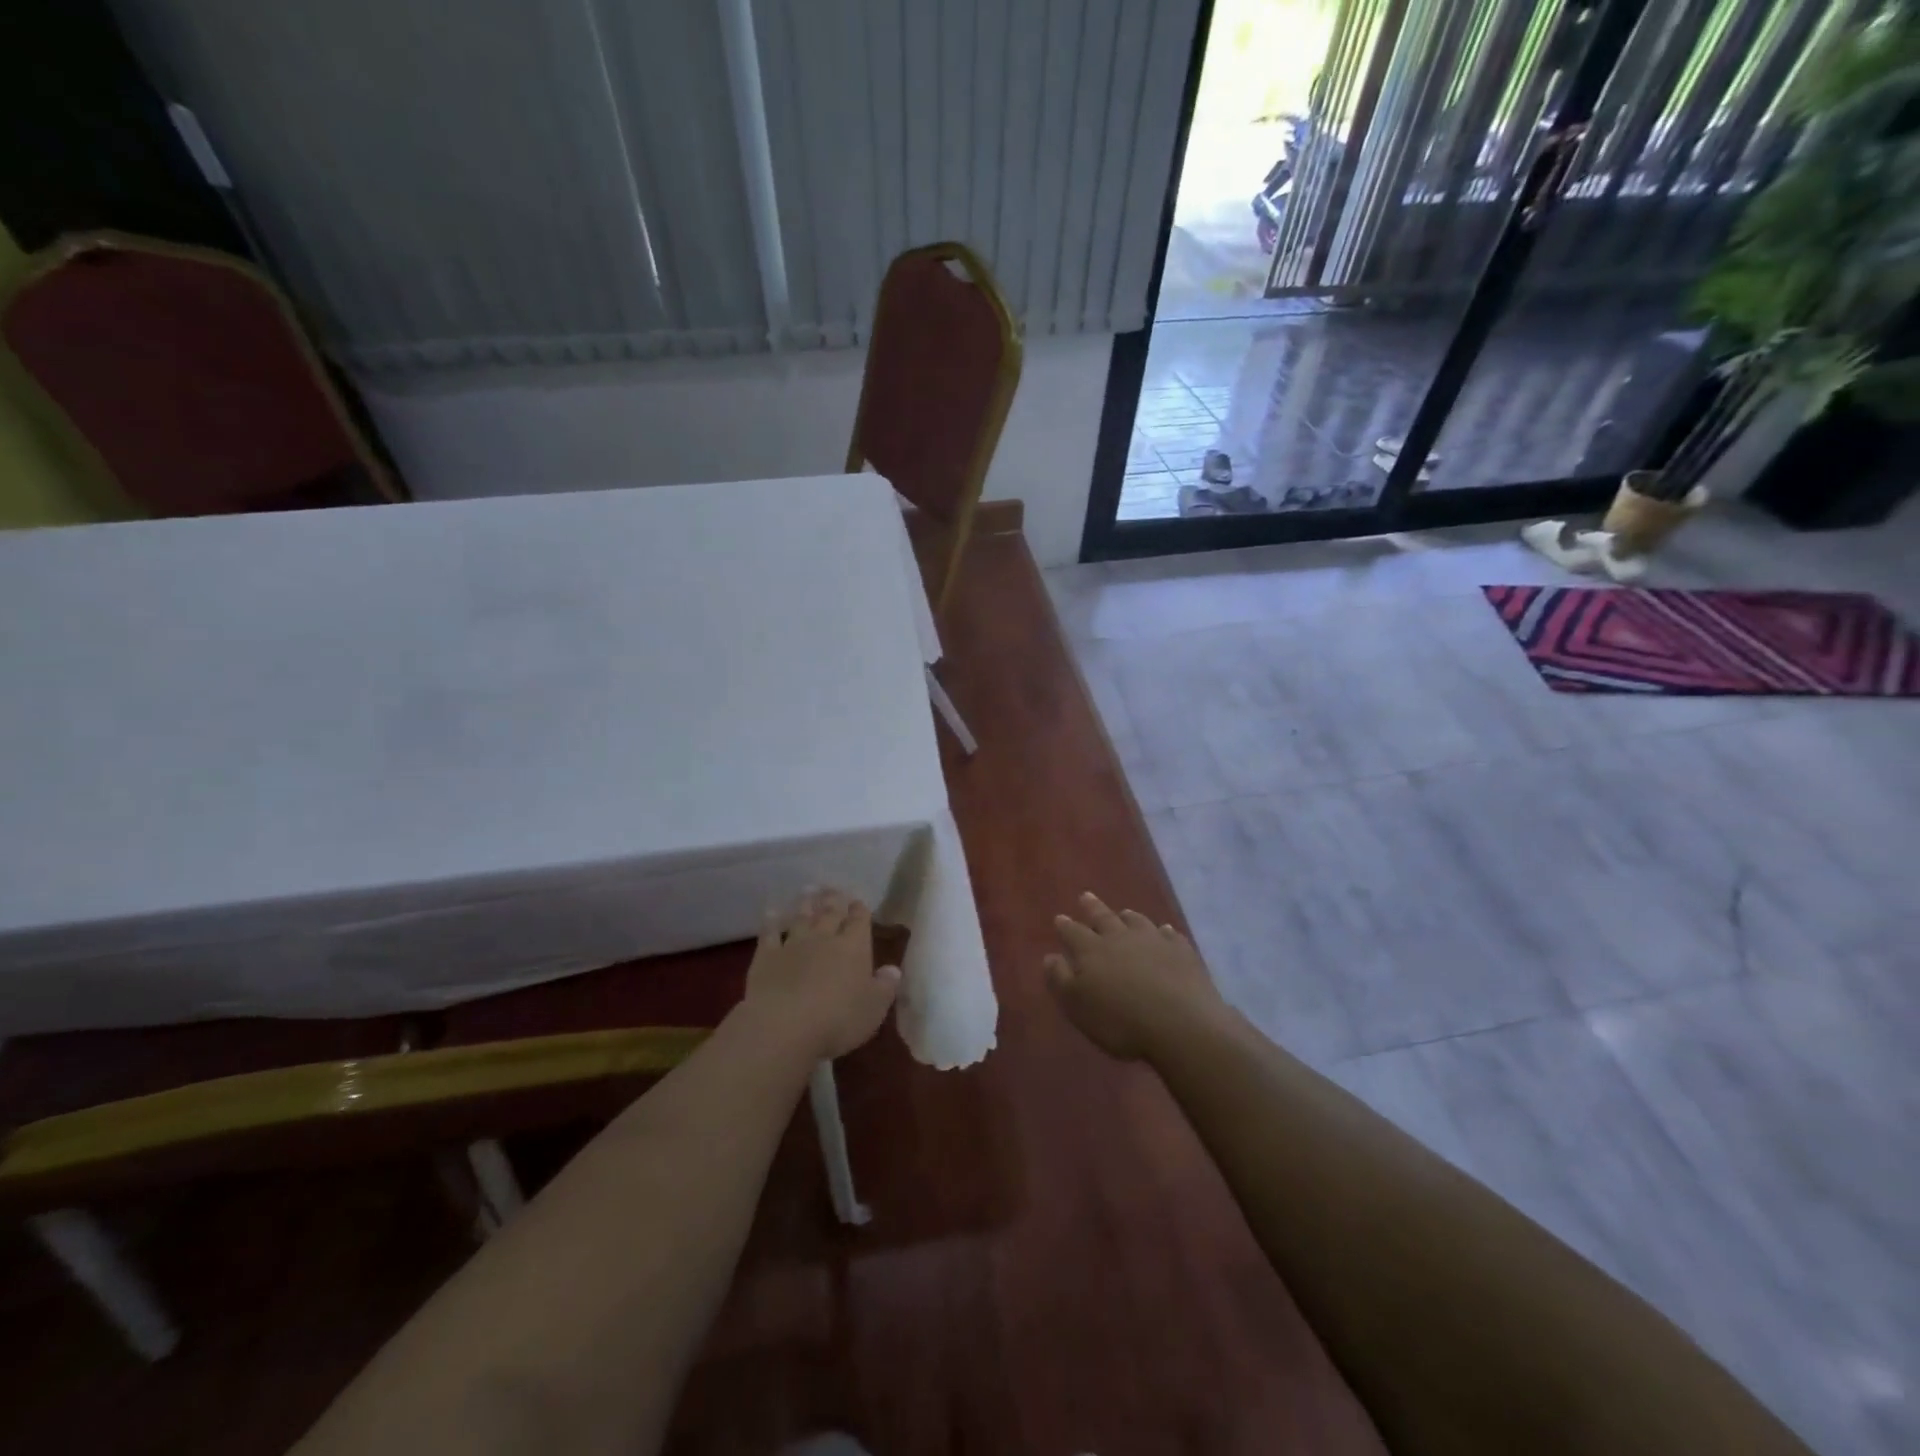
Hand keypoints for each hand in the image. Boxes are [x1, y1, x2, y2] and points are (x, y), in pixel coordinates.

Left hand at [743, 889, 900, 1060]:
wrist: (783, 1026)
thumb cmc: (837, 1020)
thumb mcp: (873, 1009)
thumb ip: (885, 987)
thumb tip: (894, 969)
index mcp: (854, 948)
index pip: (859, 921)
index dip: (860, 911)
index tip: (858, 902)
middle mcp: (824, 939)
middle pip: (830, 913)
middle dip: (834, 900)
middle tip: (834, 889)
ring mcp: (793, 945)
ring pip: (801, 918)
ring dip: (806, 904)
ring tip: (809, 891)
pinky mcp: (766, 957)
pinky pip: (769, 934)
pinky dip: (771, 922)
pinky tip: (772, 913)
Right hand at [1045, 892, 1227, 1061]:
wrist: (1181, 1026)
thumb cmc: (1120, 1022)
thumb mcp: (1077, 1006)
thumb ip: (1060, 979)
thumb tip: (1050, 956)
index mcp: (1092, 951)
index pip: (1073, 932)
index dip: (1065, 925)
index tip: (1060, 918)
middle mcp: (1121, 938)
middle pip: (1104, 917)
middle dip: (1092, 907)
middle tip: (1085, 896)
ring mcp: (1154, 941)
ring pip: (1137, 921)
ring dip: (1127, 916)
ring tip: (1124, 913)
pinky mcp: (1182, 952)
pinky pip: (1170, 935)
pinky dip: (1164, 932)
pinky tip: (1165, 932)